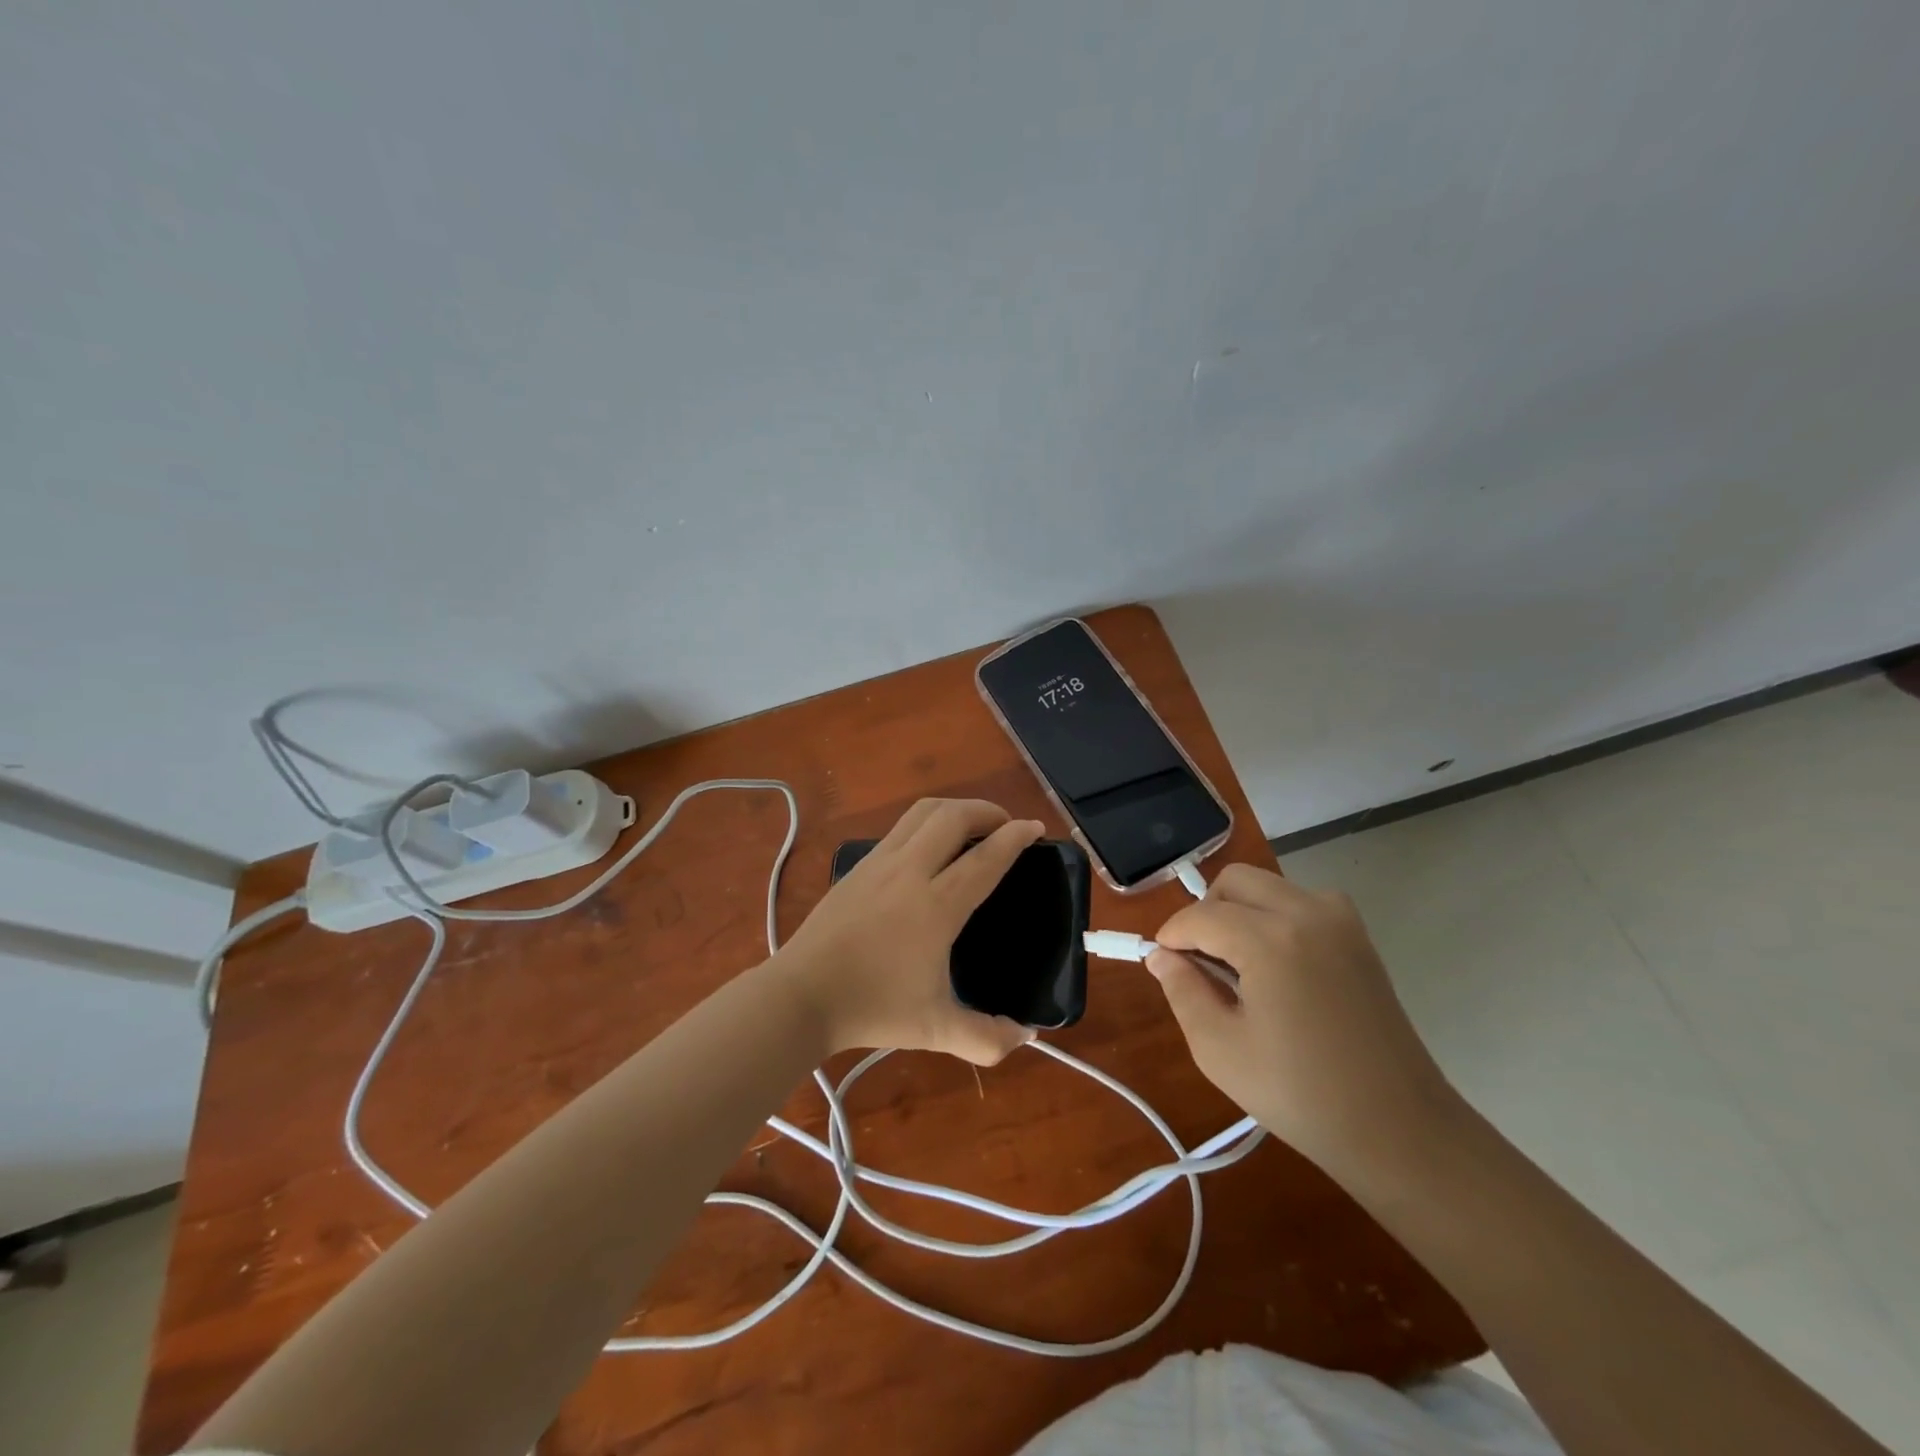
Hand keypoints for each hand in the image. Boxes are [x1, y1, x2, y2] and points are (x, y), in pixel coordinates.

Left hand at [773, 799, 1043, 1064]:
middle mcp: (910, 871)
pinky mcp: (858, 866)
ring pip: (923, 812)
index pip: (986, 857)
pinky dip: (927, 823)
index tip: (1035, 827)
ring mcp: (879, 863)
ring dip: (955, 810)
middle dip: (987, 811)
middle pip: (954, 816)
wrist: (801, 996)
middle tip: (1005, 825)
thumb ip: (988, 1038)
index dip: (1015, 836)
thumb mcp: (936, 1031)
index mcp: (936, 906)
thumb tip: (1026, 1035)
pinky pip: (900, 828)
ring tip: (972, 826)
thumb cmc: (872, 1009)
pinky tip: (930, 849)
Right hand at [1147, 863, 1462, 1177]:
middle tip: (1197, 960)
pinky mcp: (1359, 935)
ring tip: (1235, 965)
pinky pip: (1300, 902)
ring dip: (1240, 911)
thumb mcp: (1219, 1049)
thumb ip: (1182, 990)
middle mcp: (1307, 912)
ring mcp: (1340, 920)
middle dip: (1206, 912)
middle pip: (1235, 882)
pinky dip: (1274, 918)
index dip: (1172, 935)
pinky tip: (1275, 966)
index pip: (1201, 915)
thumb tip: (1161, 956)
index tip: (1160, 961)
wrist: (1399, 1128)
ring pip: (1268, 887)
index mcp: (1270, 939)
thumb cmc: (1301, 1094)